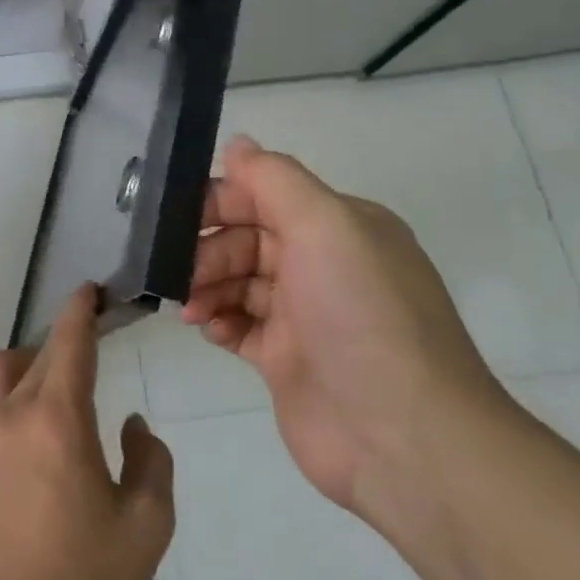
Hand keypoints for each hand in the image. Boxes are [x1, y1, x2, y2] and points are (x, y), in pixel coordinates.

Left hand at [0, 284, 174, 579]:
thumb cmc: (88, 575)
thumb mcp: (148, 522)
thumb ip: (151, 459)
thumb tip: (131, 424)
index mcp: (57, 419)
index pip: (68, 343)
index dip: (80, 310)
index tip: (90, 290)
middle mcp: (10, 412)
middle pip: (37, 354)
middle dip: (64, 342)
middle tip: (91, 348)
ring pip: (0, 370)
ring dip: (29, 365)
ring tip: (57, 393)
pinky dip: (11, 397)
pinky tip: (32, 436)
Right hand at [181, 136, 510, 528]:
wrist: (402, 436)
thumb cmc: (361, 316)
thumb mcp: (325, 227)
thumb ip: (274, 180)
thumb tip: (236, 143)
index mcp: (340, 227)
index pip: (264, 195)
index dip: (218, 203)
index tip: (177, 220)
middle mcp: (324, 265)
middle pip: (245, 239)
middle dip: (207, 251)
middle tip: (181, 276)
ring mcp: (304, 315)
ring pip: (237, 282)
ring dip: (206, 287)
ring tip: (192, 309)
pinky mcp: (286, 360)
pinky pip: (238, 325)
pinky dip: (218, 323)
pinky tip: (209, 330)